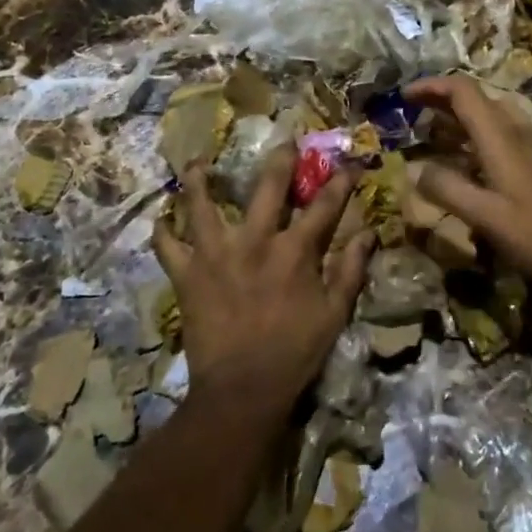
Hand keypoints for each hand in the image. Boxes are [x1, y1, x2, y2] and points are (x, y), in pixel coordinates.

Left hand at [151, 148, 371, 411]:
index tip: (350, 163)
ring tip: (196, 163)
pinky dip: (162, 232)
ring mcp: (216, 254)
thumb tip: (369, 234)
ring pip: (203, 205)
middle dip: (280, 159)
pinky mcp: (187, 275)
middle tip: (285, 140)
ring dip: (199, 180)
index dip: (340, 181)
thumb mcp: (334, 314)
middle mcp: (255, 241)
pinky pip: (167, 247)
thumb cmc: (295, 353)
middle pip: (268, 186)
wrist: (242, 391)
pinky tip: (161, 219)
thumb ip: (351, 271)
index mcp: (294, 251)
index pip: (324, 205)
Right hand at [404, 75, 531, 299]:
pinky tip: (468, 161)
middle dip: (442, 100)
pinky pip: (503, 133)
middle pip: (477, 98)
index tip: (404, 96)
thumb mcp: (486, 217)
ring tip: (433, 136)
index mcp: (501, 137)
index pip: (463, 91)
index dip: (431, 86)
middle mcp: (518, 130)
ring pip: (491, 115)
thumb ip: (447, 190)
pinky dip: (477, 135)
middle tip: (414, 114)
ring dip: (460, 118)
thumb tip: (415, 169)